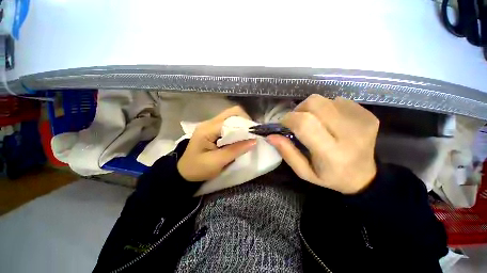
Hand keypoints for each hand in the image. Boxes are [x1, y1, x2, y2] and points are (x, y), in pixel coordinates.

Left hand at [177, 106, 256, 181]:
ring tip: (247, 136)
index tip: (255, 134)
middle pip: (232, 112)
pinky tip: (239, 137)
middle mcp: (209, 123)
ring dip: (241, 125)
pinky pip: (229, 124)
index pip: (231, 119)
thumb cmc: (198, 169)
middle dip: (245, 121)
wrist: (185, 172)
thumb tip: (254, 141)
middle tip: (251, 134)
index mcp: (208, 129)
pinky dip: (237, 128)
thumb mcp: (217, 162)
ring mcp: (211, 125)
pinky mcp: (213, 129)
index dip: (245, 125)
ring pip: (231, 117)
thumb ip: (235, 150)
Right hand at [266, 95, 378, 193]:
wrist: (365, 177)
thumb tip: (270, 136)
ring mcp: (361, 121)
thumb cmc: (330, 177)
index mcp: (332, 153)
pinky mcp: (367, 114)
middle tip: (298, 121)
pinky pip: (338, 101)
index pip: (305, 123)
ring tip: (315, 122)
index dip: (289, 119)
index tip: (284, 124)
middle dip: (300, 110)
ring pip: (325, 100)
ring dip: (313, 109)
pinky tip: (330, 122)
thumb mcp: (304, 172)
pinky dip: (328, 109)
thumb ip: (287, 152)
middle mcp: (350, 134)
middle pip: (315, 104)